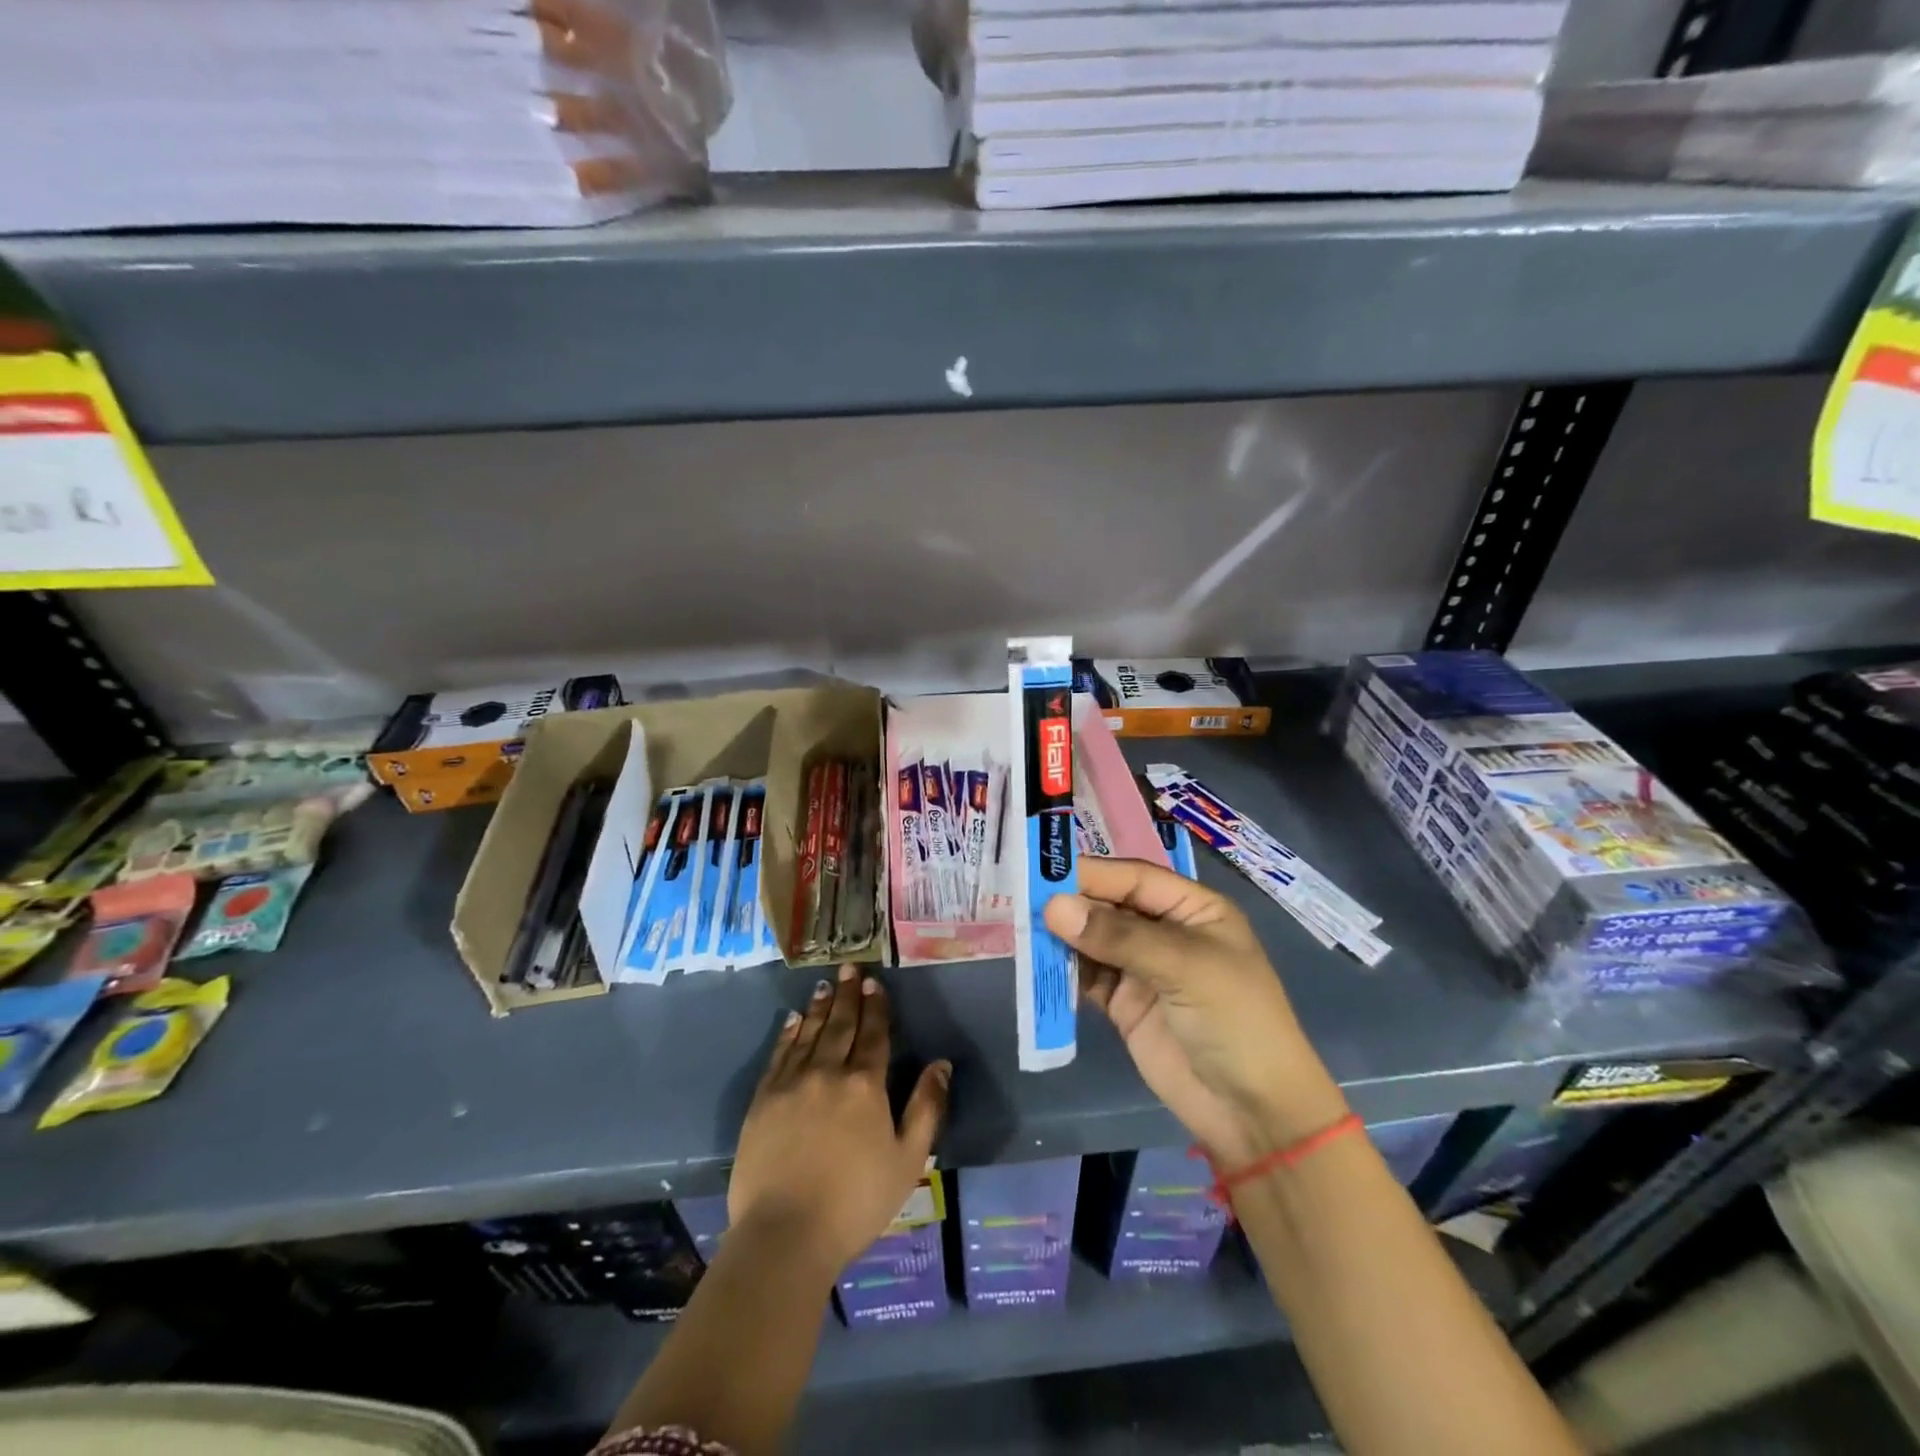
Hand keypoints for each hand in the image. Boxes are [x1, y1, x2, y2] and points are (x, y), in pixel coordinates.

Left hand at [729, 964, 949, 1277]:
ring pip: (810, 1033)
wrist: (785, 1235)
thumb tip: (941, 1064)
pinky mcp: (763, 1100)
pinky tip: (794, 1020)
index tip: (875, 982)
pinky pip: (779, 1055)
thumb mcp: (908, 1160)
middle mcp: (828, 1072)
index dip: (876, 1007)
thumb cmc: (856, 1202)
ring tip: (826, 985)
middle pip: (841, 1025)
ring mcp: (791, 1083)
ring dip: (820, 1007)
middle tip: (850, 968)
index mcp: (866, 1085)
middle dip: (848, 995)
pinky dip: (789, 1033)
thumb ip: (927, 1107)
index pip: (874, 1034)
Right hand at [1045, 857, 1347, 1166]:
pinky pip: (1087, 977)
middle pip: (1110, 905)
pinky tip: (1038, 965)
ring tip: (1022, 931)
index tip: (1043, 874)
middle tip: (1022, 902)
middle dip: (1071, 904)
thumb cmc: (1235, 1022)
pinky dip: (1064, 971)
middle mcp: (1165, 931)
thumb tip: (1054, 907)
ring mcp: (1142, 968)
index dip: (1092, 874)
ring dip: (1062, 937)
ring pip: (1093, 940)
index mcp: (1193, 909)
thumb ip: (1119, 936)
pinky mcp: (1123, 1004)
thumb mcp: (1185, 968)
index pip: (1135, 878)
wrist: (1254, 1114)